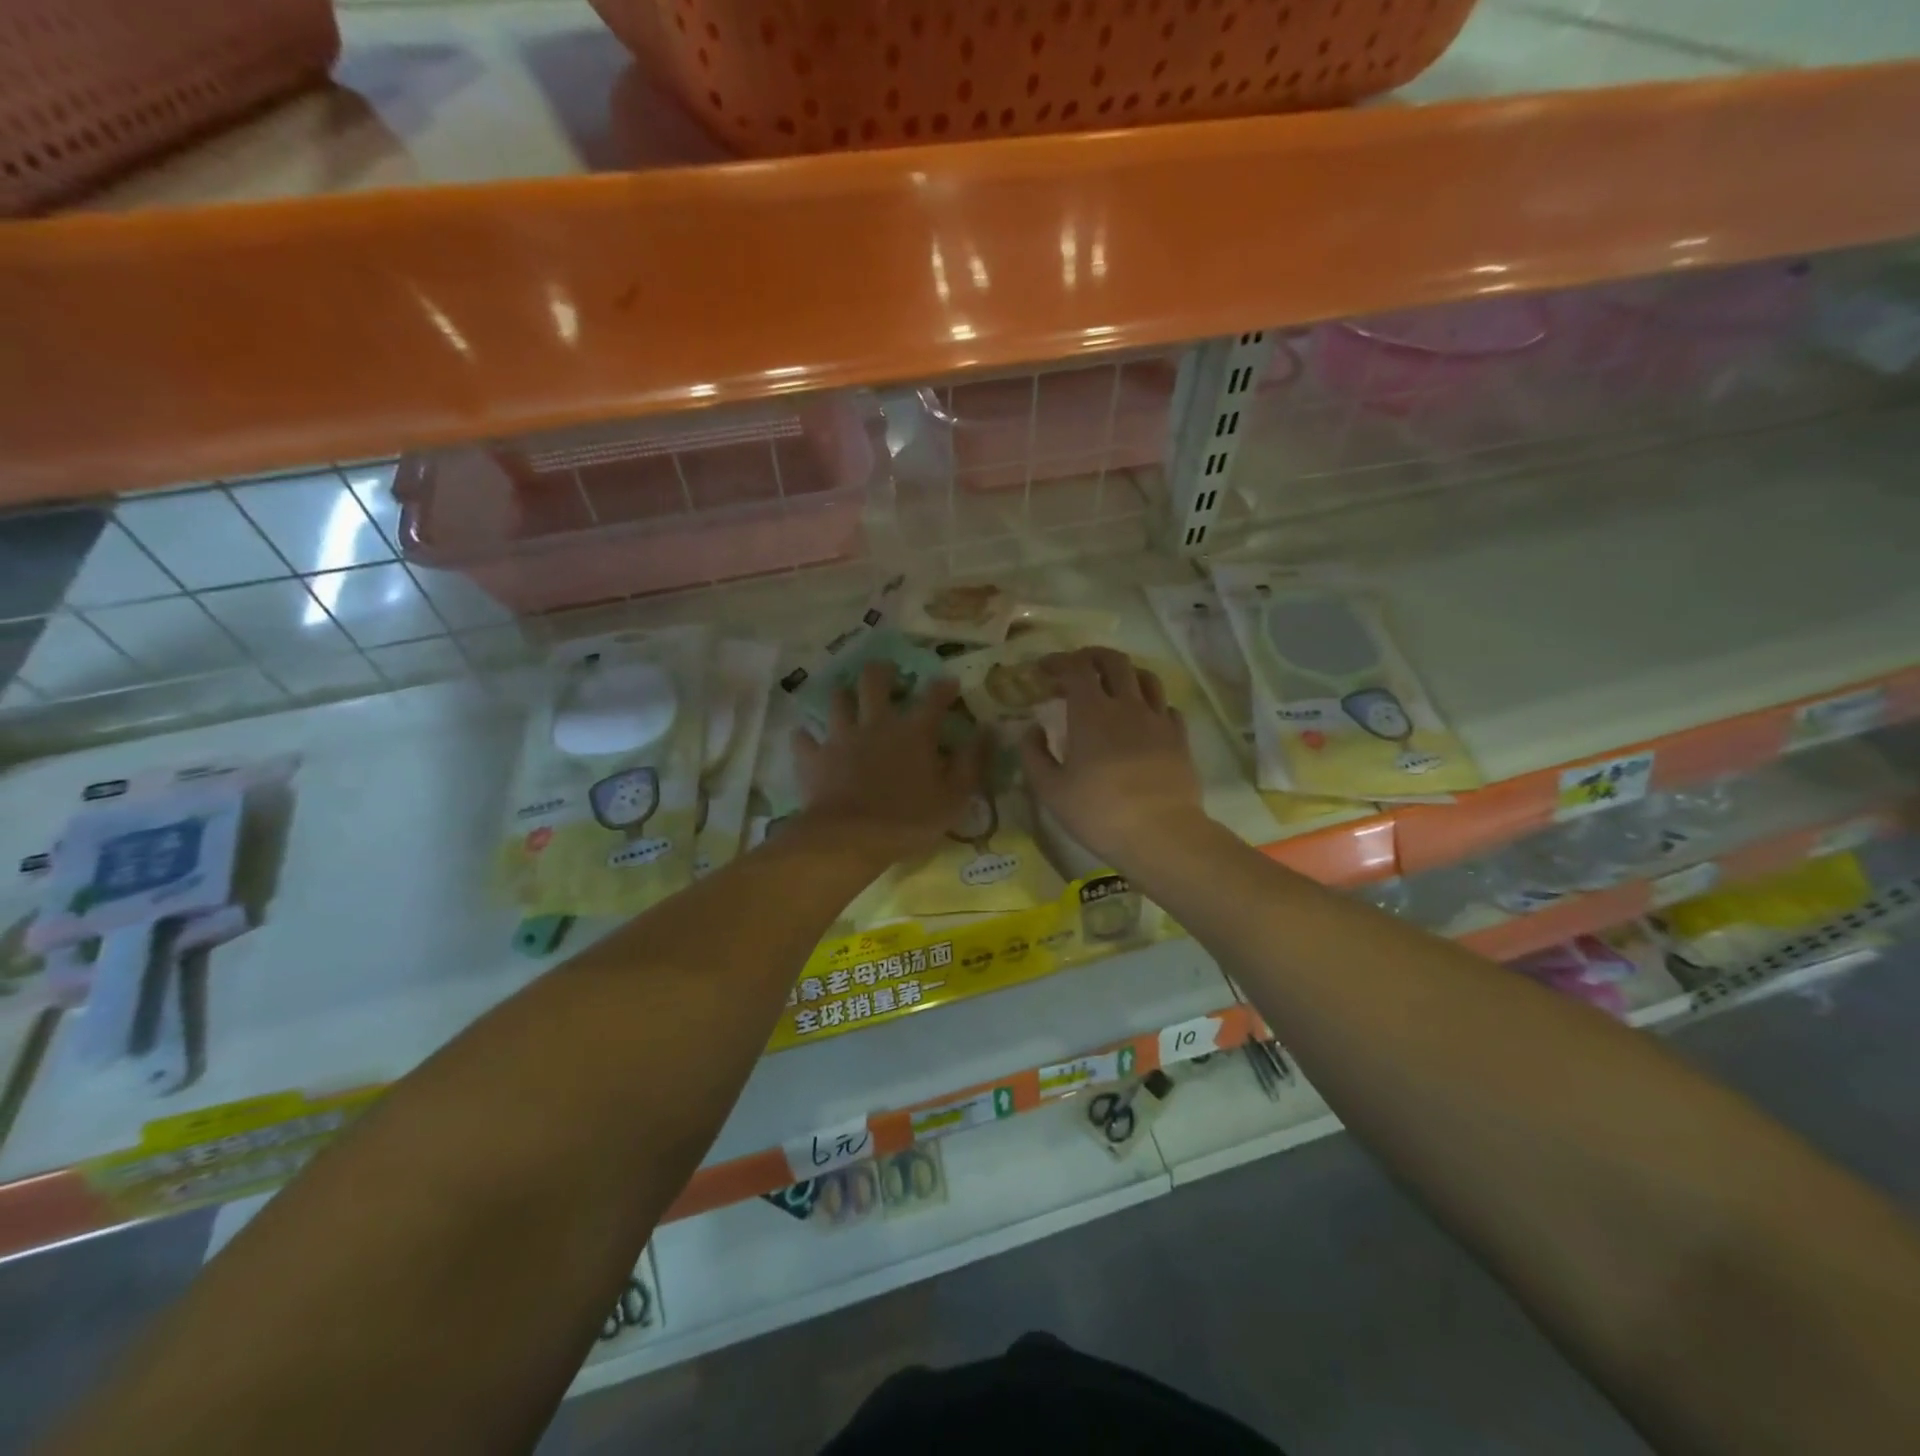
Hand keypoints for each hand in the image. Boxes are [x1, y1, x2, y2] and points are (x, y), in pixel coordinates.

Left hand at [795, 662, 984, 859]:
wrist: (851, 838)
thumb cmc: (909, 820)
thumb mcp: (954, 798)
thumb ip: (971, 762)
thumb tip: (986, 731)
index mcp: (914, 732)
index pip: (933, 698)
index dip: (943, 687)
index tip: (949, 683)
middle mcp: (876, 724)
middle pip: (874, 681)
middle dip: (881, 672)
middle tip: (886, 673)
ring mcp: (841, 737)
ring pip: (837, 700)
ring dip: (842, 696)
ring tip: (845, 698)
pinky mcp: (814, 757)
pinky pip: (804, 738)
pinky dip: (806, 737)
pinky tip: (806, 738)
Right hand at [1020, 647, 1204, 866]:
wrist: (1161, 833)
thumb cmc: (1098, 811)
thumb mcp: (1050, 789)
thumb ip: (1034, 754)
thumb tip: (1032, 729)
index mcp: (1091, 712)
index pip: (1076, 668)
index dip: (1058, 661)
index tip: (1044, 668)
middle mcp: (1127, 705)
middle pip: (1114, 661)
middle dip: (1092, 656)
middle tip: (1078, 667)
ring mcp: (1158, 719)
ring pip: (1146, 677)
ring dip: (1125, 673)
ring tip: (1113, 685)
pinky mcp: (1180, 738)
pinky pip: (1166, 706)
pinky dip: (1151, 703)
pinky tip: (1143, 717)